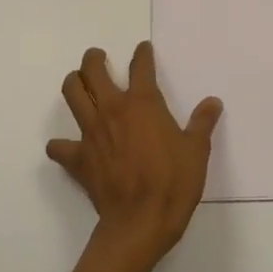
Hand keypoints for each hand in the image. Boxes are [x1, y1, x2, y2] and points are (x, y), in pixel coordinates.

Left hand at [49, 43, 221, 265]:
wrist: (141, 222)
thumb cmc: (173, 182)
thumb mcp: (197, 151)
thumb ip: (202, 123)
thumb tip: (213, 102)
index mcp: (142, 103)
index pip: (140, 66)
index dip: (142, 54)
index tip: (143, 49)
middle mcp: (112, 110)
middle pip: (92, 70)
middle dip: (93, 59)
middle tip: (98, 58)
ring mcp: (91, 133)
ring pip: (72, 94)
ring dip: (74, 83)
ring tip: (79, 83)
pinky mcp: (78, 158)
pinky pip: (60, 146)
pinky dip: (61, 144)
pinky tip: (66, 146)